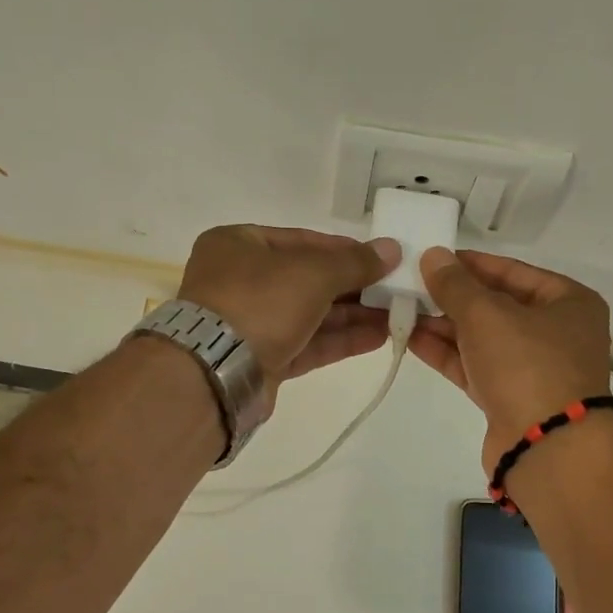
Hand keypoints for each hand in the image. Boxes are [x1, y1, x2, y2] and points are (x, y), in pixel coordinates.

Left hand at [178, 226, 400, 400]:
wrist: (216, 372)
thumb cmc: (259, 303)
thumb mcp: (313, 273)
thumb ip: (355, 263)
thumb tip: (393, 249)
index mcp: (239, 245)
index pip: (302, 240)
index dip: (345, 250)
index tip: (381, 259)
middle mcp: (241, 281)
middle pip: (308, 280)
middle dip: (354, 287)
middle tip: (395, 290)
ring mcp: (250, 324)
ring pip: (310, 315)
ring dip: (353, 316)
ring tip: (396, 315)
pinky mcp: (262, 360)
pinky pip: (307, 344)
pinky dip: (339, 340)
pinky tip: (378, 337)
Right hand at [410, 248, 611, 471]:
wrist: (547, 447)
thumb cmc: (527, 365)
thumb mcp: (487, 315)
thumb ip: (455, 285)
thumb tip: (432, 256)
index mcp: (568, 302)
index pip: (512, 271)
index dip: (470, 264)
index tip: (432, 259)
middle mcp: (556, 333)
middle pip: (496, 306)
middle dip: (452, 298)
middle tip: (410, 286)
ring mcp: (533, 369)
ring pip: (483, 339)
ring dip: (444, 326)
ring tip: (402, 311)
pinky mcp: (510, 399)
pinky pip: (475, 367)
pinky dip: (447, 354)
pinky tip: (412, 339)